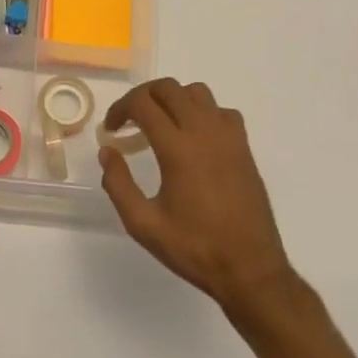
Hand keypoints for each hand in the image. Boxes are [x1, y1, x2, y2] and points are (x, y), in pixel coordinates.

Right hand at [99, 78, 294, 312]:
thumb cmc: (194, 248)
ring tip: (160, 125)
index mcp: (178, 148)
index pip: (143, 104)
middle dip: (142, 97)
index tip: (111, 130)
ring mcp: (228, 137)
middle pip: (168, 88)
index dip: (120, 109)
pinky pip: (221, 111)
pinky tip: (194, 137)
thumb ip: (118, 184)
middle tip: (129, 121)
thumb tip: (107, 151)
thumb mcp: (144, 224)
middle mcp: (204, 132)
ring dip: (173, 99)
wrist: (250, 269)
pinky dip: (202, 113)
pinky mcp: (244, 147)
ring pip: (196, 93)